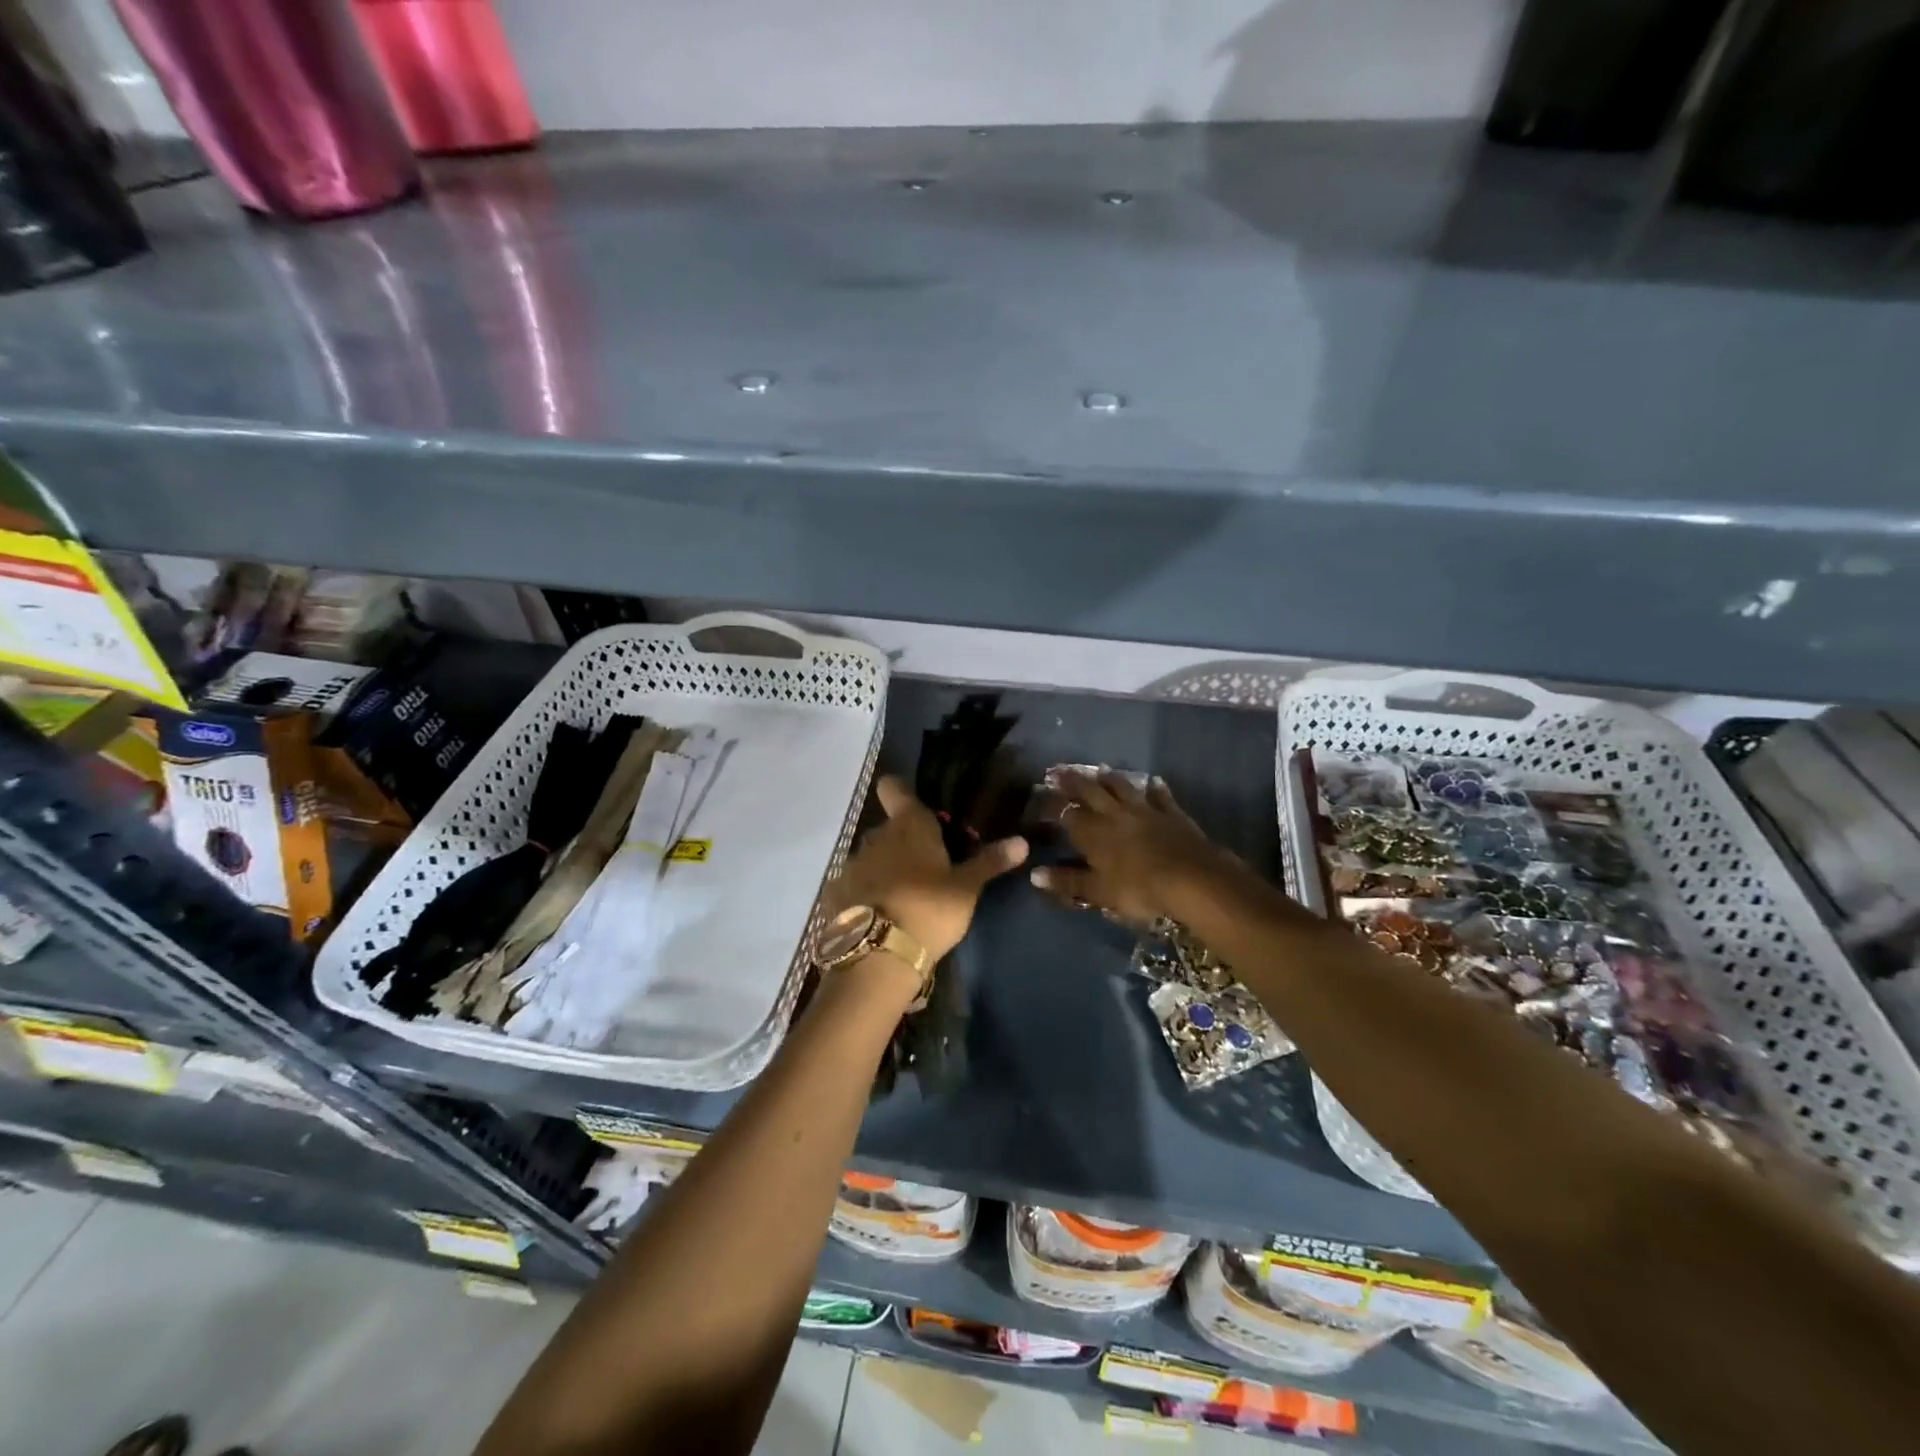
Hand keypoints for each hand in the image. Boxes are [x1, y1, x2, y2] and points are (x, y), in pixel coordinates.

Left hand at [827, 775, 1028, 962]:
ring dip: (886, 869)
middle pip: (889, 828)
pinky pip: (856, 885)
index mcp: (908, 825)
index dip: (901, 792)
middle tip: (929, 868)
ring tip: (907, 898)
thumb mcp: (966, 889)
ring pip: (872, 857)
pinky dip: (868, 894)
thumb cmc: (929, 910)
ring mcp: (852, 865)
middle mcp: (875, 836)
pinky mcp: (836, 894)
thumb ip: (989, 862)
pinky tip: (882, 917)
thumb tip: (1022, 841)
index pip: (894, 788)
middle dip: (905, 842)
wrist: (877, 956)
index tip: (916, 807)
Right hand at [1031, 770, 1240, 924]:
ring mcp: (1145, 810)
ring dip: (1110, 778)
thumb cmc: (1139, 888)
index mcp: (1093, 832)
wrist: (1191, 878)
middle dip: (1074, 782)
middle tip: (1061, 770)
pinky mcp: (1171, 813)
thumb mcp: (1098, 891)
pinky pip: (1160, 796)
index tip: (1042, 797)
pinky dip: (1155, 788)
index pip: (1068, 814)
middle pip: (1091, 792)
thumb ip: (1068, 882)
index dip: (1053, 806)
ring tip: (1101, 769)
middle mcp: (1115, 814)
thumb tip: (1034, 874)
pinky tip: (1154, 781)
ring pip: (1123, 788)